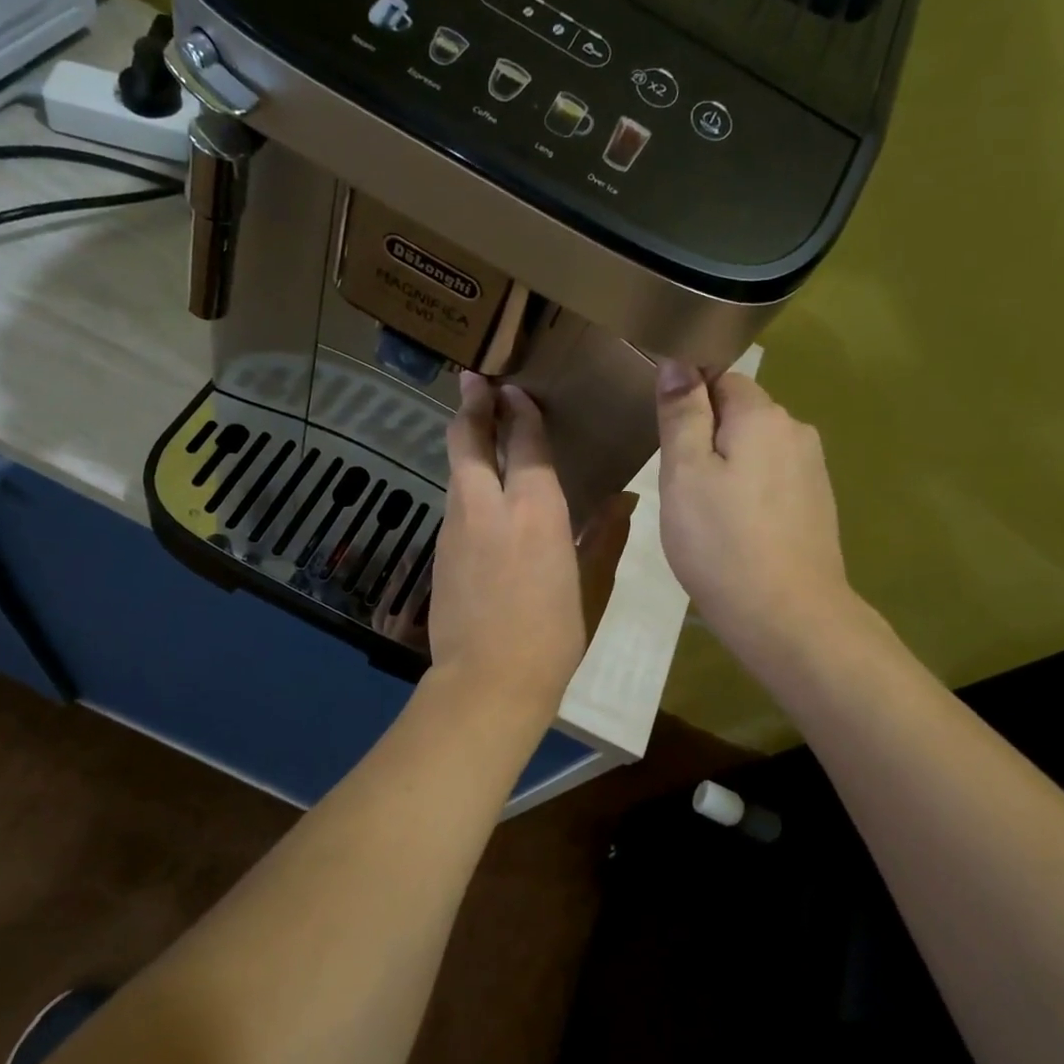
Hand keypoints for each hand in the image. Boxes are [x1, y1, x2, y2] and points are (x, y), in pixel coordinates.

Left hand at [428, 374, 632, 715]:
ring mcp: (456, 528)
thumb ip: (604, 536)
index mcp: (535, 512)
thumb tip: (624, 499)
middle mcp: (488, 508)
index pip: (525, 443)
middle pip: (469, 441)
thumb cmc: (552, 638)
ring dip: (465, 441)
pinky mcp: (440, 551)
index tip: (515, 389)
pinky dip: (464, 481)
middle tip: (473, 379)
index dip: (520, 412)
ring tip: (475, 424)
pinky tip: (478, 489)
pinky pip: (454, 502)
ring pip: (456, 470)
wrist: (487, 683)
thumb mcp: (591, 587)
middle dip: (472, 405)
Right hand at [654, 362, 871, 668]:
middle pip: (741, 413)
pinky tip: (735, 529)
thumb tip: (678, 361)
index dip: (688, 400)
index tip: (666, 439)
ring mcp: (812, 470)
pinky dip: (750, 493)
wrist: (788, 617)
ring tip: (703, 512)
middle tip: (678, 484)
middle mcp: (796, 431)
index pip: (720, 378)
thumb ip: (682, 414)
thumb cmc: (722, 543)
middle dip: (707, 436)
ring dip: (728, 467)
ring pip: (756, 449)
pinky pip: (772, 480)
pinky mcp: (817, 504)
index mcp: (762, 415)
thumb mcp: (685, 474)